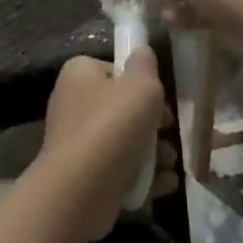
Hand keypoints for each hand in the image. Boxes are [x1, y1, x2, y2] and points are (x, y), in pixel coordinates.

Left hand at [39, 50, 165, 239]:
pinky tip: (165, 183)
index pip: (113, 69)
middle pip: (122, 108)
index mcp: (79, 74)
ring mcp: (77, 143)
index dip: (139, 82)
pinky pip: (121, 170)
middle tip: (169, 132)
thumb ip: (145, 65)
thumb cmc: (112, 125)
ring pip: (125, 142)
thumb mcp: (141, 85)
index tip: (159, 98)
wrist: (81, 189)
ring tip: (169, 162)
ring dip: (154, 152)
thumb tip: (142, 53)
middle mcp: (73, 104)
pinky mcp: (85, 176)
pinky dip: (144, 177)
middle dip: (153, 123)